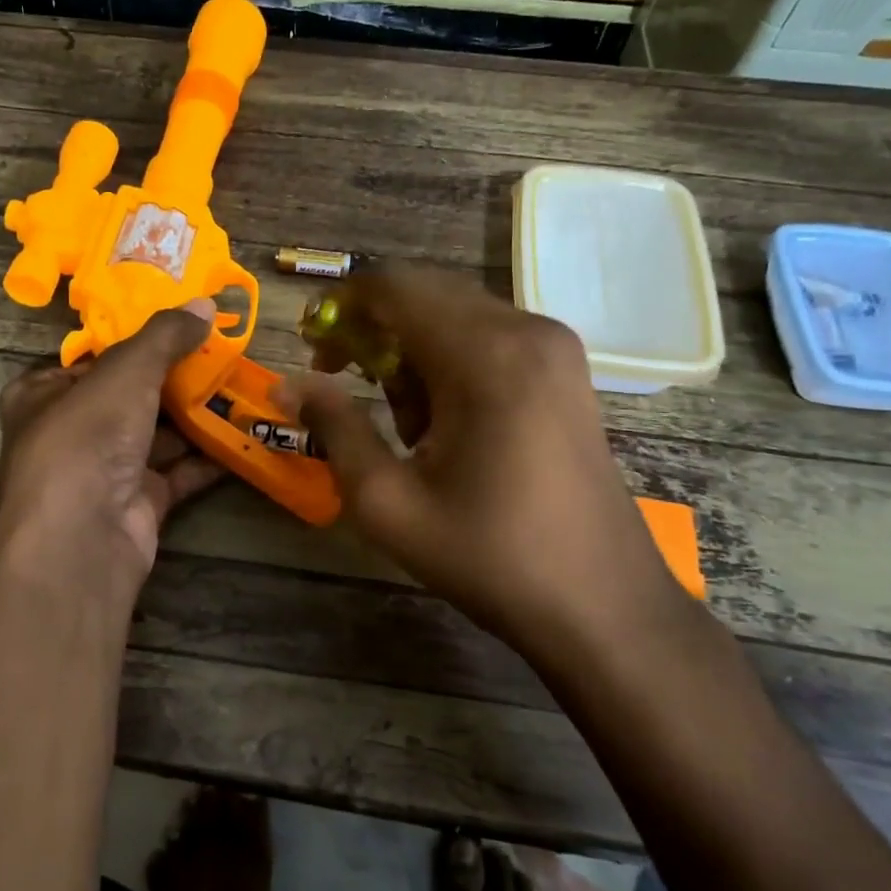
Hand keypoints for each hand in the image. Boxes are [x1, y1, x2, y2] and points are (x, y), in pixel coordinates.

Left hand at [0, 300, 223, 602]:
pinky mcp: (137, 505)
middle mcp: (70, 432)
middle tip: (222, 353)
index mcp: (43, 395)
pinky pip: (177, 472)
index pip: (92, 359)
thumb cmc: (87, 437)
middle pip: (130, 396)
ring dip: (197, 416)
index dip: (135, 341)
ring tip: (241, 387)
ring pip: (157, 434)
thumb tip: (204, 304)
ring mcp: (104, 472)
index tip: (181, 326)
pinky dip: (207, 457)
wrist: (82, 538)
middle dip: (175, 378)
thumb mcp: (126, 370)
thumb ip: (165, 336)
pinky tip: (242, 435)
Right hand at [289, 268, 675, 643]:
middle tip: (344, 382)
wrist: (602, 604)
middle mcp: (526, 330)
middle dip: (374, 329)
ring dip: (412, 348)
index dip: (342, 306)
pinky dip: (450, 358)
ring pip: (454, 312)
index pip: (394, 286)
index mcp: (484, 355)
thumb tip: (289, 383)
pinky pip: (489, 334)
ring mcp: (554, 345)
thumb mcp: (387, 502)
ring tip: (405, 423)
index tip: (315, 349)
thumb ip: (334, 428)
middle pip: (424, 292)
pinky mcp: (566, 367)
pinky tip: (448, 421)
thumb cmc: (489, 556)